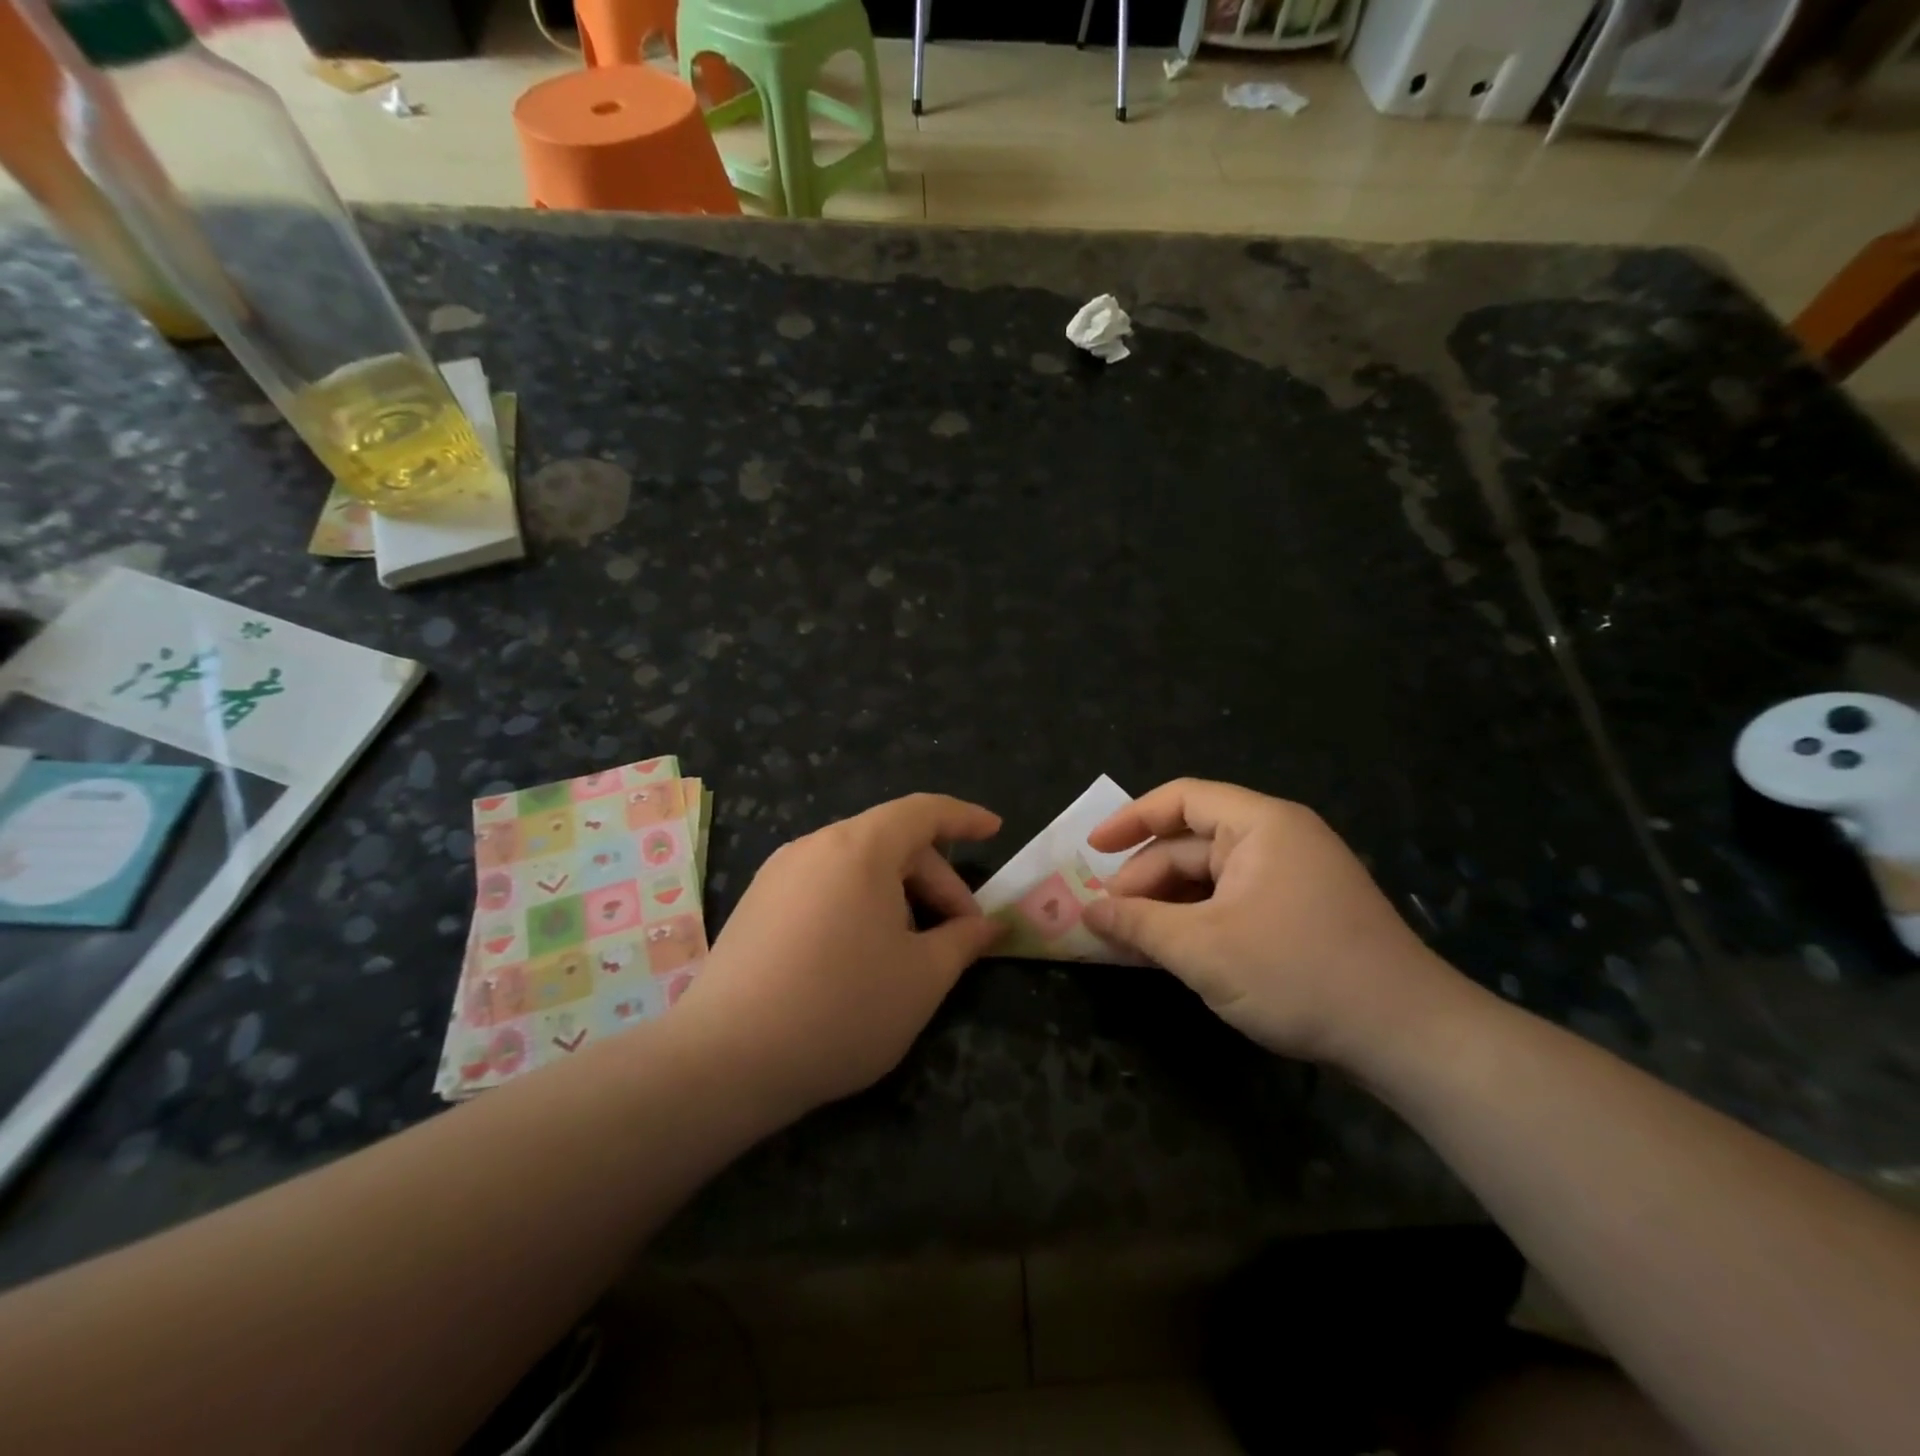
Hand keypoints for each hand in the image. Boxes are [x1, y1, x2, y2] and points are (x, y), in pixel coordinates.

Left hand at [674, 794, 1003, 1118]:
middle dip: (935, 881)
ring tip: (911, 952)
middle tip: (960, 933)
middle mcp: (814, 846)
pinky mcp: (756, 906)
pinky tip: (861, 958)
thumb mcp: (922, 977)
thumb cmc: (842, 1007)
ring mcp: (778, 874)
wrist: (725, 1059)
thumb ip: (963, 940)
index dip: (964, 818)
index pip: (923, 811)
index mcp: (859, 848)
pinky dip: (858, 906)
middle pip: (891, 843)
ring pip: (856, 868)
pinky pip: (824, 887)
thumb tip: (989, 926)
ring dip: (897, 897)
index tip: (995, 830)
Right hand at [1083, 779, 1465, 1067]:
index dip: (1130, 819)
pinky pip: (1232, 903)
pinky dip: (1197, 922)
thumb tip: (1088, 911)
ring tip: (1130, 939)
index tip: (1091, 849)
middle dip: (1145, 878)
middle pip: (1192, 843)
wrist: (1409, 1038)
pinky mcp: (1300, 915)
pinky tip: (1172, 951)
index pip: (1182, 799)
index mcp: (1261, 825)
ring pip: (1210, 878)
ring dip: (1168, 905)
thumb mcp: (1202, 949)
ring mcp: (1293, 878)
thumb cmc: (1298, 974)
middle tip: (1106, 916)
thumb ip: (1138, 924)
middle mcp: (1278, 840)